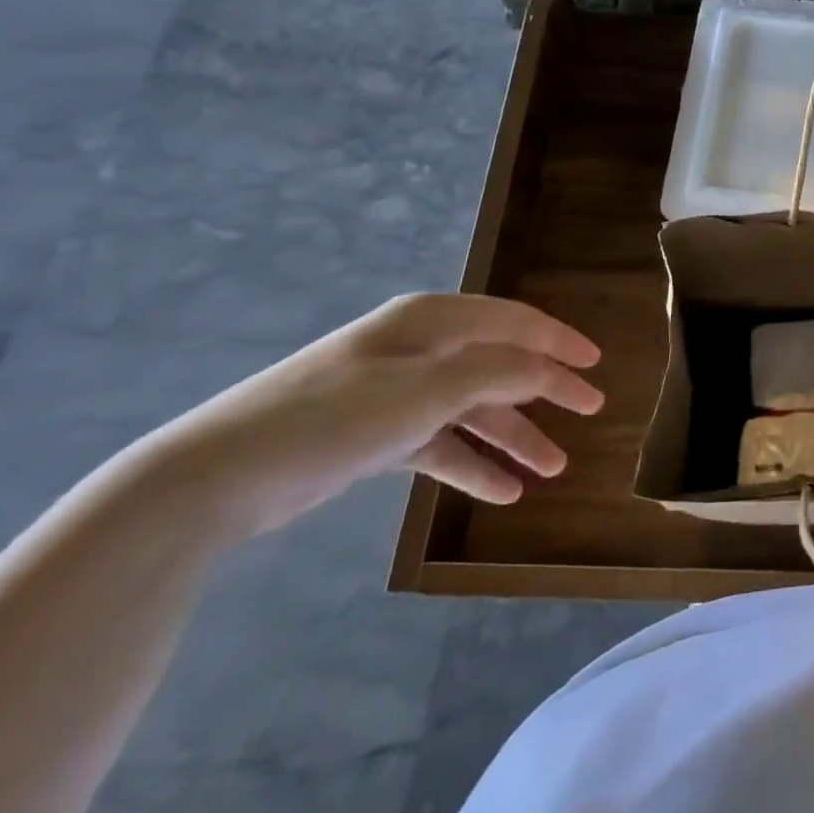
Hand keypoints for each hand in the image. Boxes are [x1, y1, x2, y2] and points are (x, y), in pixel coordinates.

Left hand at [146, 293, 602, 537]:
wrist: (217, 477)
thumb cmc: (337, 416)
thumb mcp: (430, 388)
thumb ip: (500, 372)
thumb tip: (550, 370)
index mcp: (432, 321)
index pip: (514, 323)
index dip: (559, 341)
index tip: (596, 364)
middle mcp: (419, 348)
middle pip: (499, 365)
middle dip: (545, 391)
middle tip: (590, 410)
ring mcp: (396, 393)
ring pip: (473, 410)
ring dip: (514, 437)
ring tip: (554, 469)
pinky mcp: (376, 435)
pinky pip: (441, 445)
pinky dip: (473, 465)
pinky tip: (504, 491)